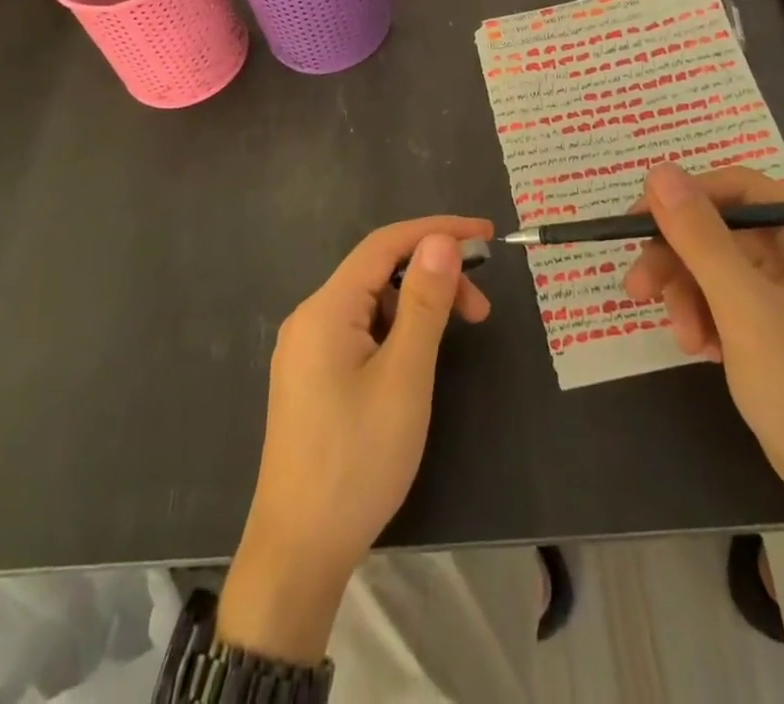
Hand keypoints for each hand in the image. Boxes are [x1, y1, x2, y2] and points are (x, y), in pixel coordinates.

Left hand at [218, 216, 493, 662]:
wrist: (298, 554)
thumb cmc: (357, 460)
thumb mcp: (404, 377)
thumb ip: (424, 303)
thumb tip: (441, 240)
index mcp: (326, 308)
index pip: (385, 244)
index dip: (437, 230)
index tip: (486, 234)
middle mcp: (310, 318)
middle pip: (378, 272)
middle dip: (432, 277)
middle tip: (481, 310)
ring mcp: (306, 350)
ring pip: (371, 304)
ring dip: (417, 306)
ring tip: (457, 336)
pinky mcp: (311, 378)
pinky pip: (359, 332)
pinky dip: (396, 331)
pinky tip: (417, 358)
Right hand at [624, 162, 783, 523]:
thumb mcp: (742, 306)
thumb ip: (699, 236)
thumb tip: (658, 170)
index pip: (739, 188)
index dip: (684, 199)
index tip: (638, 224)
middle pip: (723, 229)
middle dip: (679, 260)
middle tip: (637, 287)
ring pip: (718, 263)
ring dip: (688, 294)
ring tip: (682, 337)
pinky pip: (728, 294)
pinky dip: (706, 315)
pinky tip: (701, 348)